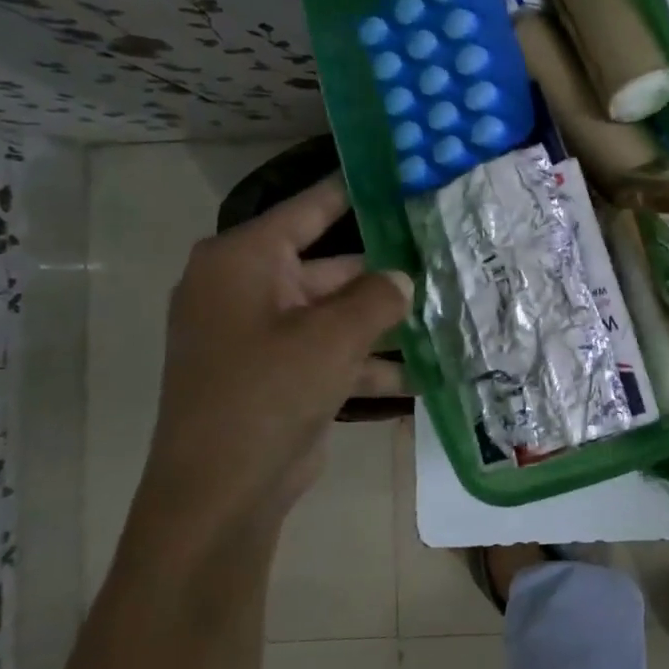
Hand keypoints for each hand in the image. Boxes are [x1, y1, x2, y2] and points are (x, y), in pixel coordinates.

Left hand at [127, 175, 412, 559]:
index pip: (310, 209)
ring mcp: (262, 335)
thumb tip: (401, 278)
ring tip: (447, 315)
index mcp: (244, 261)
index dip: (355, 191)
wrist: (221, 492)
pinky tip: (423, 372)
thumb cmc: (269, 392)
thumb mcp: (333, 336)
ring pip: (336, 313)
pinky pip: (331, 352)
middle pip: (331, 266)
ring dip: (386, 323)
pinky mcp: (277, 374)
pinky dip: (369, 361)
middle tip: (444, 257)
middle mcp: (248, 289)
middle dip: (386, 272)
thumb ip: (377, 297)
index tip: (399, 175)